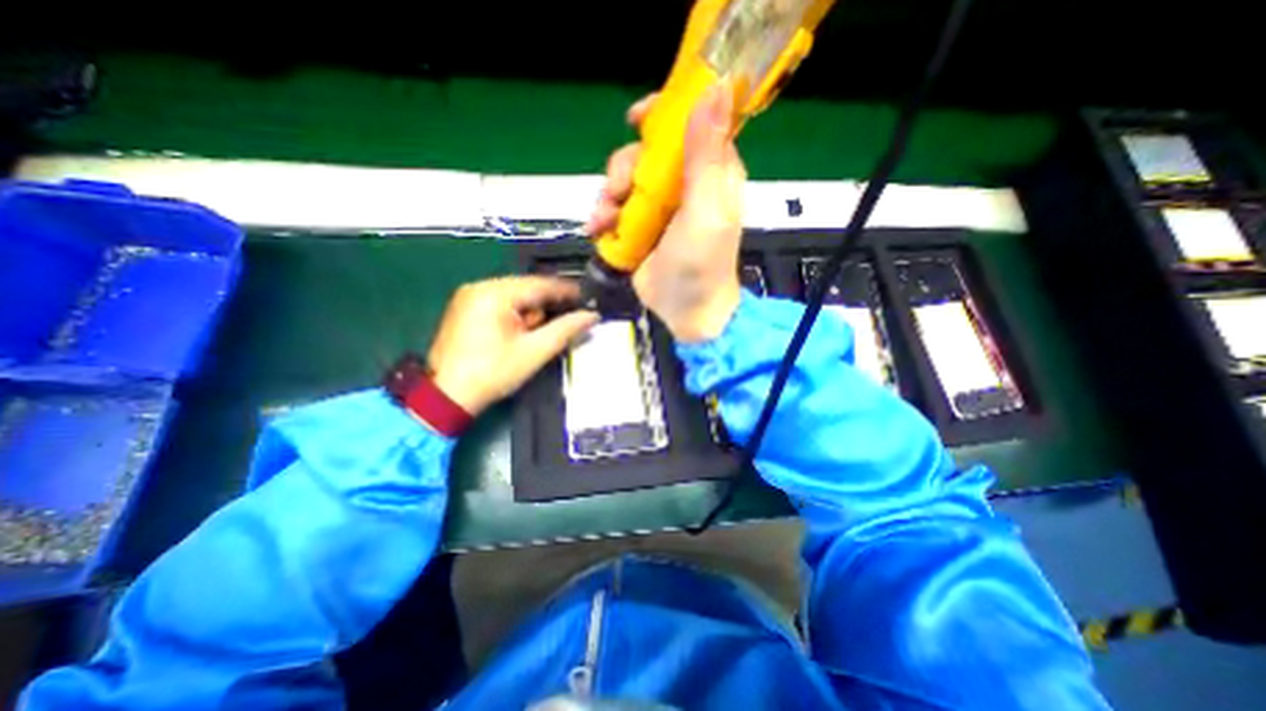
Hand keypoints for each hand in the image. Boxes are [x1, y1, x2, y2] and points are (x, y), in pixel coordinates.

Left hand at [429, 275, 599, 414]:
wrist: (447, 396)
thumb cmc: (493, 372)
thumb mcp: (534, 351)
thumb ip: (565, 330)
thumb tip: (592, 316)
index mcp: (495, 293)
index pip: (540, 284)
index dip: (567, 291)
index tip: (587, 298)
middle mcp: (480, 287)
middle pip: (527, 289)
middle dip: (546, 306)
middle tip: (562, 324)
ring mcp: (469, 296)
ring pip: (514, 296)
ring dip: (531, 312)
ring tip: (534, 336)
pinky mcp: (465, 308)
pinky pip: (500, 303)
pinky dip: (516, 315)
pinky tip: (519, 333)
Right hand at [588, 83, 742, 344]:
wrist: (686, 312)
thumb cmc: (702, 264)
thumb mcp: (707, 210)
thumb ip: (707, 156)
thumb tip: (716, 88)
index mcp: (710, 172)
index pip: (690, 124)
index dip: (664, 114)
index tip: (637, 119)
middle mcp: (684, 184)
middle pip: (646, 152)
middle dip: (625, 168)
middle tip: (619, 193)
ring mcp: (659, 207)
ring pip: (625, 179)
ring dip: (608, 196)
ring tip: (604, 221)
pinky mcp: (640, 228)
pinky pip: (616, 207)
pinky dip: (604, 216)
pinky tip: (598, 231)